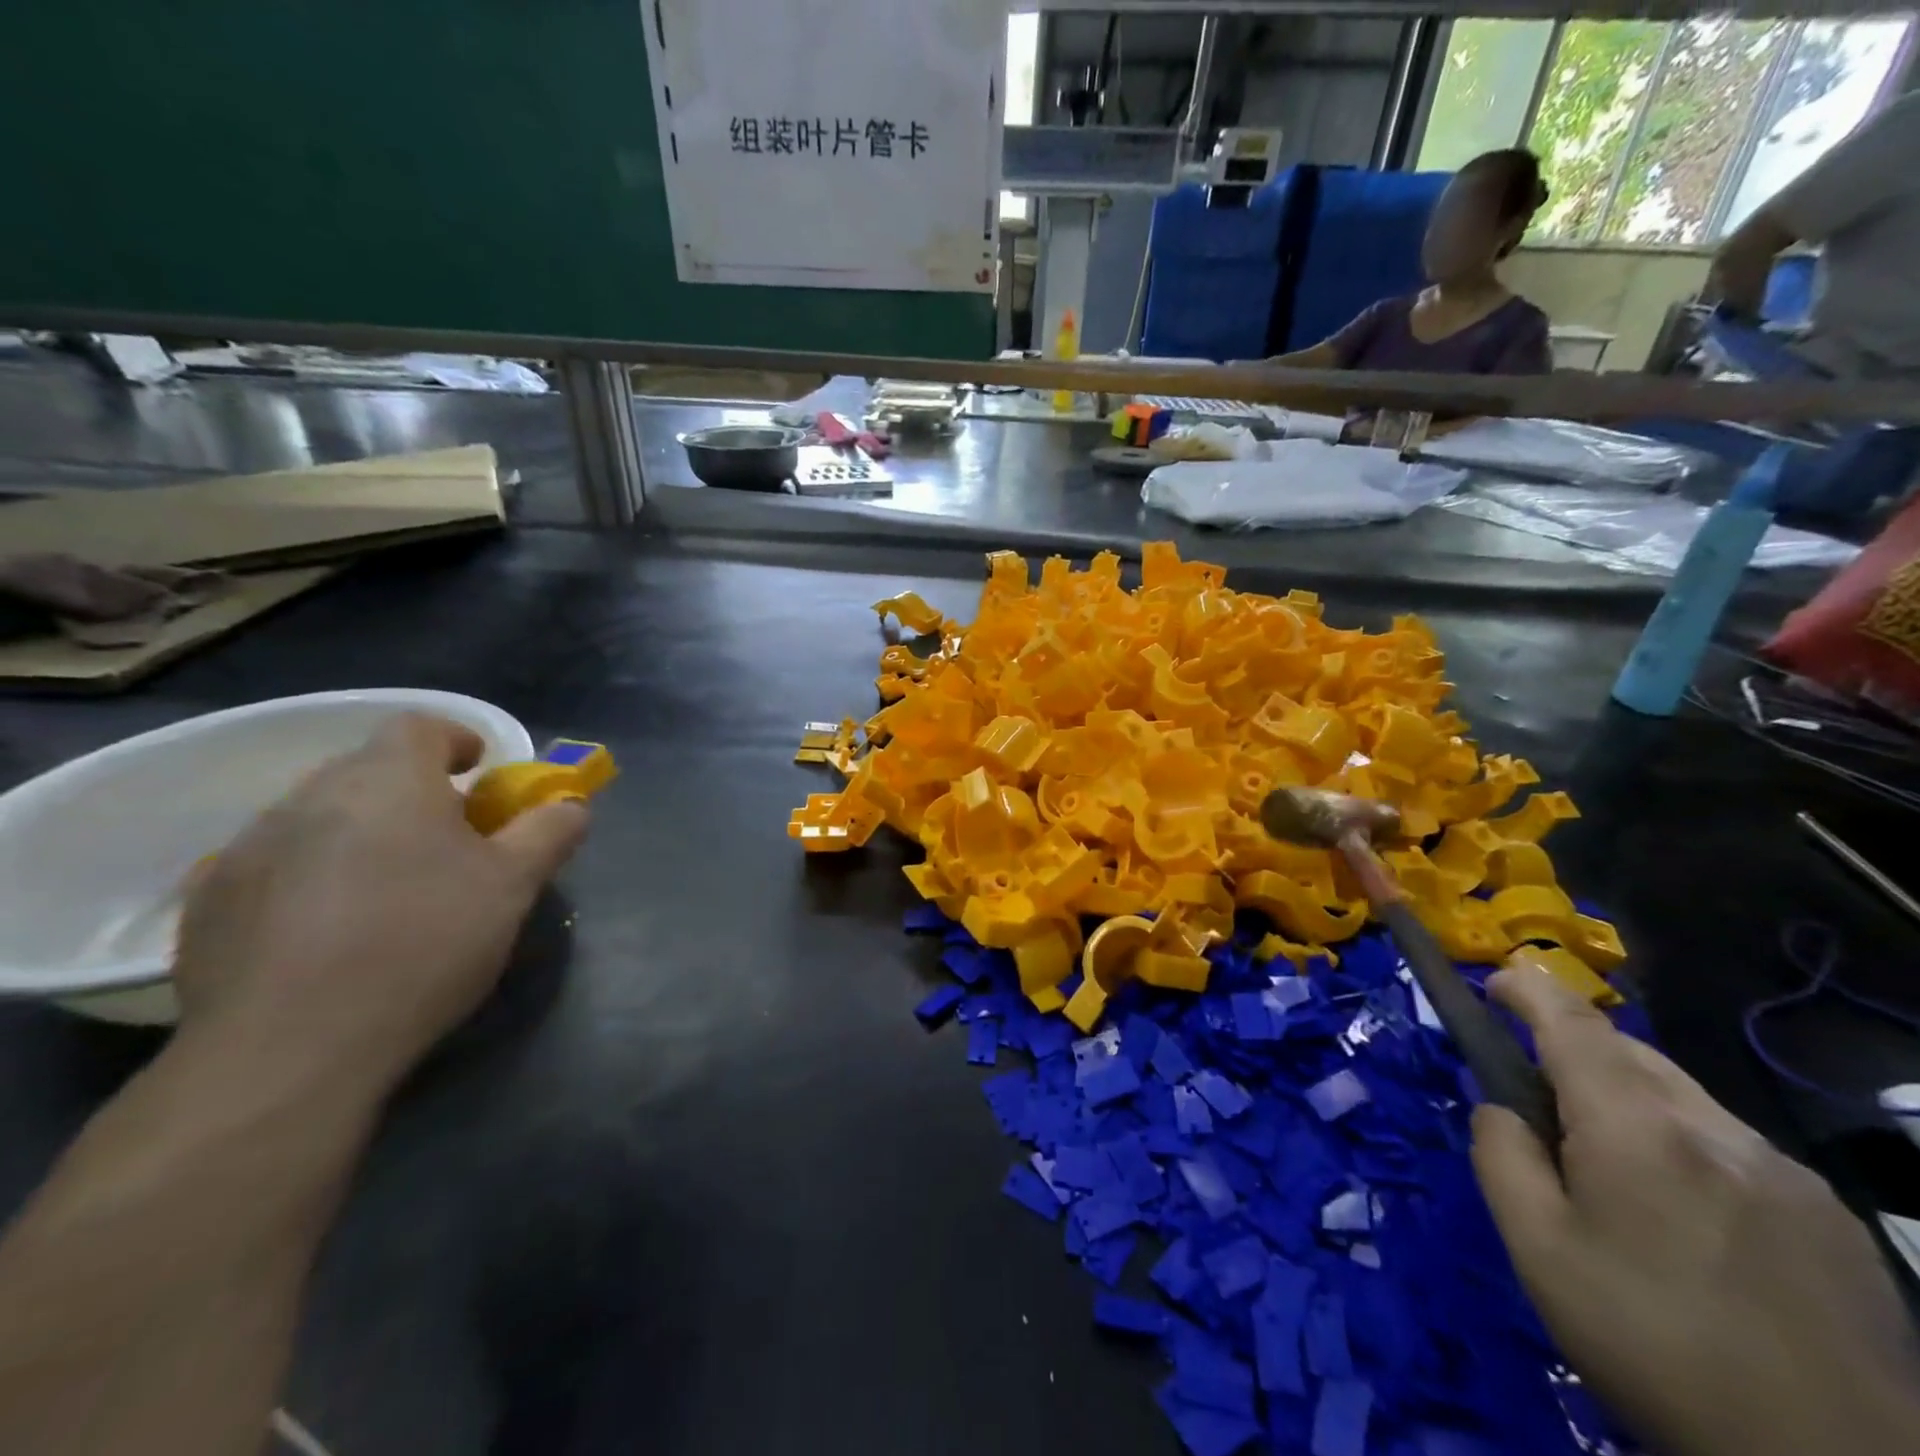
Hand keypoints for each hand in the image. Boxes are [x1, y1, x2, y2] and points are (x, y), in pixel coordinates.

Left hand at [173, 714, 588, 1092]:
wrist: (289, 1048)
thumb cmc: (424, 943)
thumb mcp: (514, 885)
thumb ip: (549, 832)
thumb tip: (571, 805)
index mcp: (388, 781)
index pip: (420, 726)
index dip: (456, 741)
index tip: (479, 774)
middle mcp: (310, 797)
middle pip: (369, 769)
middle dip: (414, 791)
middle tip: (448, 841)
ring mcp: (248, 848)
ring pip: (321, 816)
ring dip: (361, 832)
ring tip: (390, 889)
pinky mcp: (209, 902)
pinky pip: (275, 864)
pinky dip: (311, 875)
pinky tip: (329, 931)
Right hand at [1472, 967, 1919, 1455]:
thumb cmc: (1653, 1344)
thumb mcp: (1536, 1249)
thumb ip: (1501, 1154)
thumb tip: (1503, 1109)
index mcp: (1637, 1128)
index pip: (1573, 1023)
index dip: (1529, 988)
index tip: (1497, 982)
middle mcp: (1715, 1129)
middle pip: (1629, 1052)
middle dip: (1573, 1049)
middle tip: (1539, 1098)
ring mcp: (1785, 1172)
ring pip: (1683, 1096)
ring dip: (1630, 1099)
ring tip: (1612, 1166)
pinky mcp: (1831, 1217)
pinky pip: (1733, 1146)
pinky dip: (1685, 1144)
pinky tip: (1688, 1217)